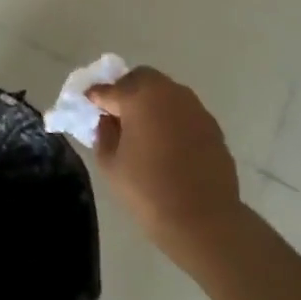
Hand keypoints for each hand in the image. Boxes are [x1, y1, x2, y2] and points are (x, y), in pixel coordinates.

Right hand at [88, 68, 243, 263]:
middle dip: (126, 90)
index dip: (96, 97)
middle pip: (141, 78)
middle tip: (118, 115)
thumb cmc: (149, 191)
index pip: (108, 89)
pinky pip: (184, 112)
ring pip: (166, 92)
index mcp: (138, 96)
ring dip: (152, 103)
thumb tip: (108, 121)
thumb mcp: (111, 165)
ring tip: (145, 131)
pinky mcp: (211, 125)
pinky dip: (172, 119)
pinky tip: (169, 145)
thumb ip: (103, 135)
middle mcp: (168, 92)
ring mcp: (194, 107)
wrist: (205, 220)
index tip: (89, 106)